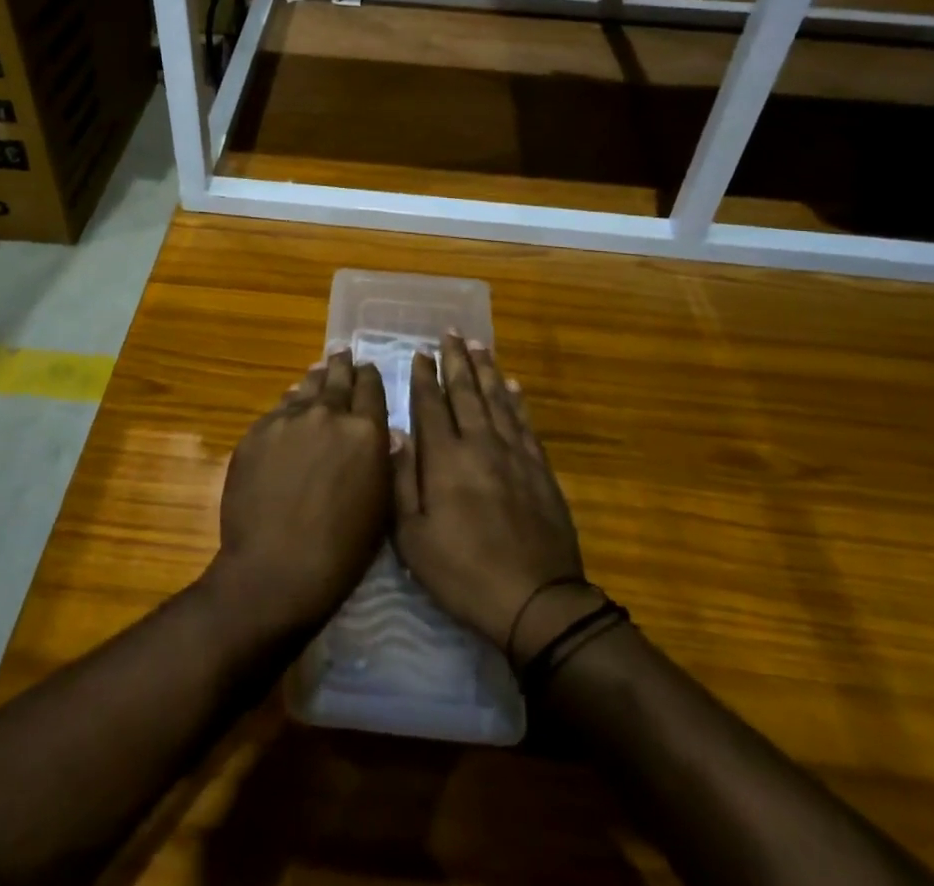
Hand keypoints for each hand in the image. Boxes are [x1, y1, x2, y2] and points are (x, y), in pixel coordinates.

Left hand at [209, 352, 390, 641]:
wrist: (276, 568)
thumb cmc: (342, 550)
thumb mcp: (380, 506)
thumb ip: (384, 461)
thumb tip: (386, 434)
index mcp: (365, 430)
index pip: (370, 387)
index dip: (370, 376)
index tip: (367, 368)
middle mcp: (328, 413)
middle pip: (337, 378)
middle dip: (342, 366)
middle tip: (342, 353)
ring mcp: (288, 419)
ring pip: (306, 388)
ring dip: (315, 378)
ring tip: (319, 369)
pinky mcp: (257, 432)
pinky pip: (278, 409)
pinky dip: (289, 403)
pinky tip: (290, 402)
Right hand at [391, 336, 588, 657]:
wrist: (536, 601)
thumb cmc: (463, 572)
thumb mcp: (413, 538)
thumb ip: (401, 480)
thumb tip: (394, 431)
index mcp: (445, 459)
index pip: (432, 405)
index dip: (425, 376)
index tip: (420, 352)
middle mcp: (480, 444)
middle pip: (467, 392)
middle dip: (456, 360)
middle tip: (451, 332)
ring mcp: (514, 454)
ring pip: (497, 399)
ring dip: (486, 370)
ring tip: (479, 345)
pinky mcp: (539, 469)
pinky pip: (525, 423)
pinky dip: (517, 401)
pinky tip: (513, 386)